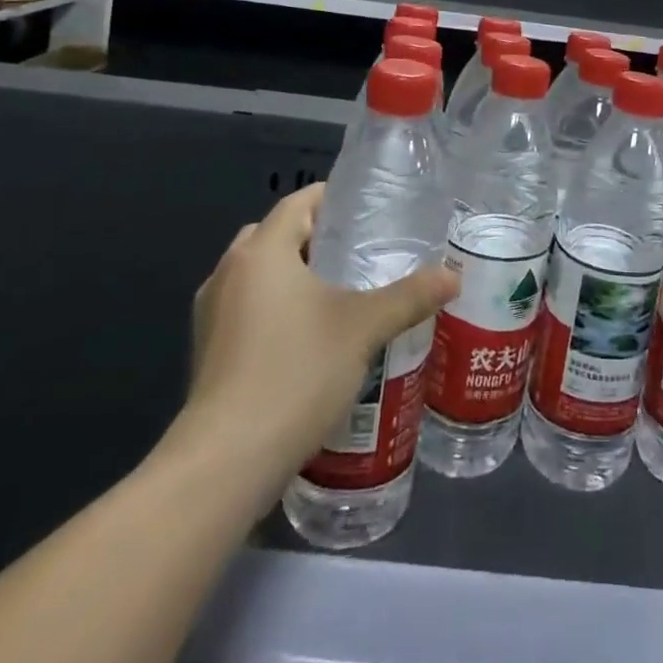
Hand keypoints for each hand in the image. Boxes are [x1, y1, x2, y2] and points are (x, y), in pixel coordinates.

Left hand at [174, 183, 459, 469]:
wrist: (225, 464)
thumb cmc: (296, 374)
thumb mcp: (363, 329)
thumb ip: (410, 296)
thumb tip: (453, 276)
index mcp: (262, 251)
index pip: (297, 202)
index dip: (332, 198)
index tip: (369, 207)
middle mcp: (229, 272)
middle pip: (275, 235)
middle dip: (314, 237)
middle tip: (360, 250)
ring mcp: (212, 315)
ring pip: (258, 274)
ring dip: (292, 274)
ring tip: (341, 292)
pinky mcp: (208, 353)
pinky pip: (246, 309)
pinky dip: (275, 308)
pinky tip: (310, 337)